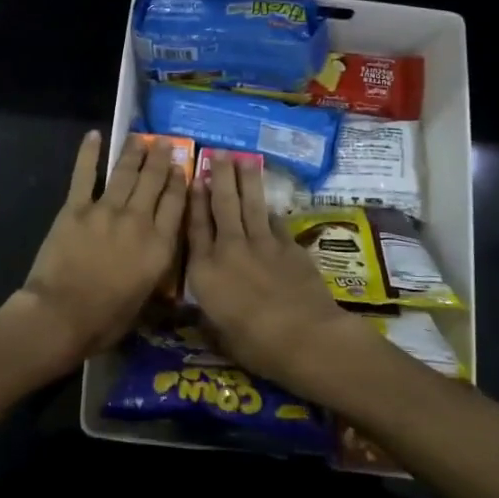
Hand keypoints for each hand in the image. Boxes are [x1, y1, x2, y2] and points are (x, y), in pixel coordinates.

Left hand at [17, 130, 186, 365]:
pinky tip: (93, 136)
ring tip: (140, 137)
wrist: (62, 315)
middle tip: (164, 142)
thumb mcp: (145, 300)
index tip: (182, 166)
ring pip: (125, 173)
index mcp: (160, 246)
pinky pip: (84, 175)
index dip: (180, 182)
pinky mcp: (75, 208)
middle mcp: (138, 220)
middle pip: (154, 181)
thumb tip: (159, 258)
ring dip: (134, 152)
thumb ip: (155, 272)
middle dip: (161, 159)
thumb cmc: (106, 319)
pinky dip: (88, 153)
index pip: (176, 204)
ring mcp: (106, 210)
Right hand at [186, 157, 374, 394]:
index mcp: (205, 271)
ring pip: (251, 204)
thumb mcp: (218, 335)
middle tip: (219, 153)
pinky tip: (269, 203)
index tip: (194, 179)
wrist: (304, 337)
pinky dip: (270, 210)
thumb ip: (209, 314)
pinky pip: (276, 222)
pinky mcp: (289, 247)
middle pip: (222, 205)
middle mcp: (229, 248)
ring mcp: (262, 244)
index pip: (195, 227)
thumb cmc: (254, 344)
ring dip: (247, 180)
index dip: (194, 201)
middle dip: (220, 177)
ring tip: (244, 159)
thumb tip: (206, 309)